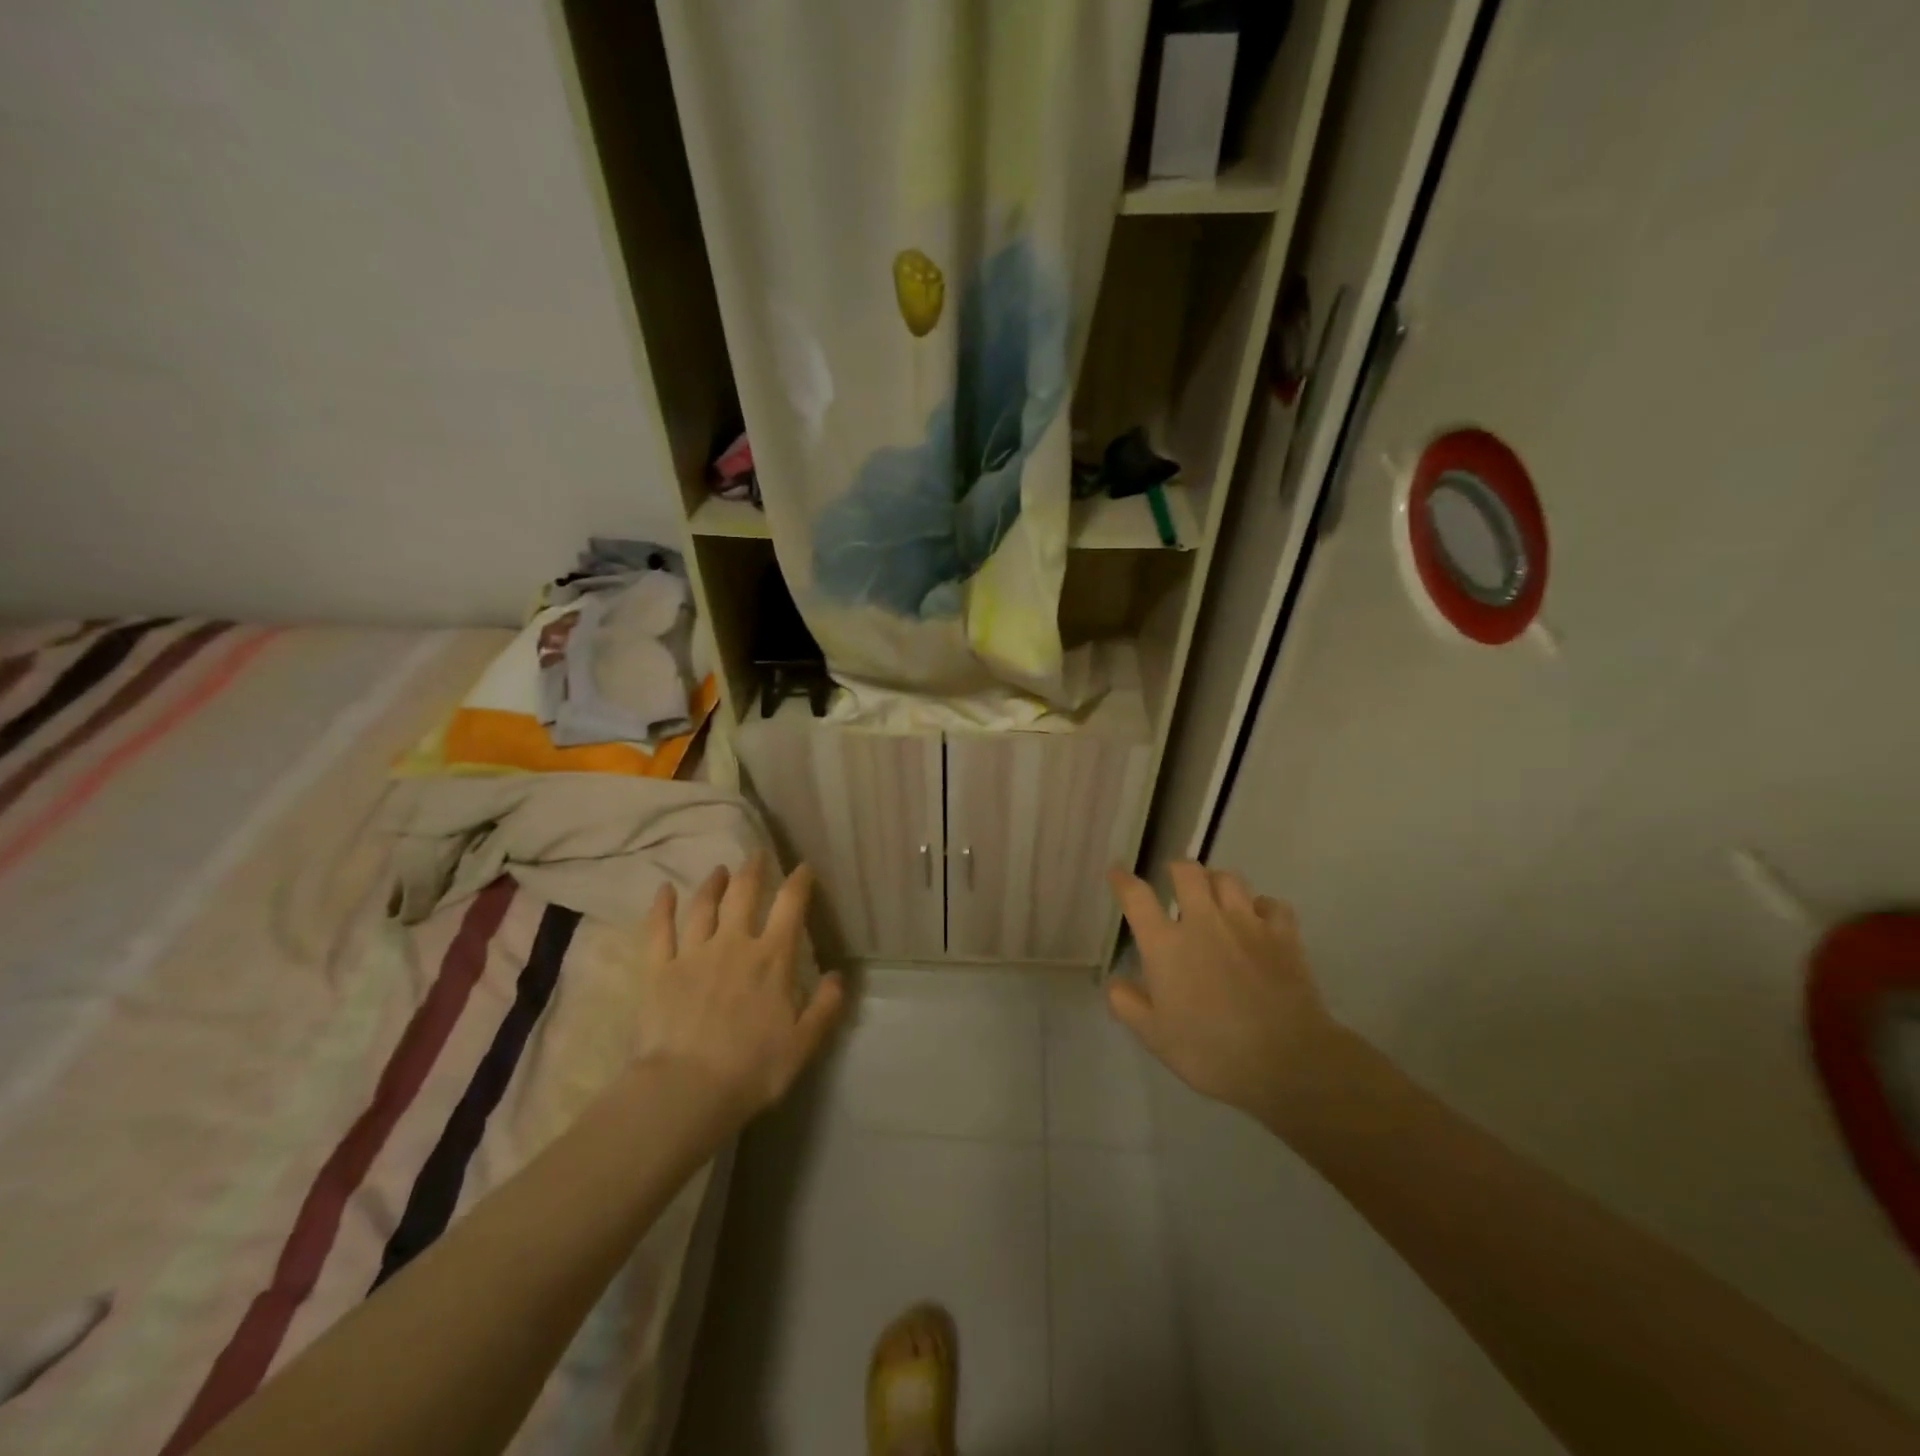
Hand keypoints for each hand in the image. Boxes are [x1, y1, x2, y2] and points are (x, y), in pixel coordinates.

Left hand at [634, 854, 844, 1127]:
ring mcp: (692, 954)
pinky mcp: (657, 970)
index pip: (790, 907)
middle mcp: (733, 944)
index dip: (798, 882)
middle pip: (744, 895)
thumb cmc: (752, 1069)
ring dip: (713, 884)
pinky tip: (664, 891)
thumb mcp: (803, 1044)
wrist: (686, 1090)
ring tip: (719, 870)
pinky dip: (661, 907)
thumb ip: (825, 1006)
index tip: (802, 867)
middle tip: (757, 854)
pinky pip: (658, 930)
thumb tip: (838, 976)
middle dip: (753, 871)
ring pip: (703, 906)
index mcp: (771, 959)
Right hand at [1106, 862, 1347, 1133]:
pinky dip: (1262, 906)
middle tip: (1174, 880)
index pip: (1136, 897)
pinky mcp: (1283, 935)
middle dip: (1176, 869)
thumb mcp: (1154, 1036)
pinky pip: (1271, 904)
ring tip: (1214, 894)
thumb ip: (1127, 1005)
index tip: (1117, 872)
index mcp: (1165, 944)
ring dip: (1216, 881)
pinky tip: (1259, 918)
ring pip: (1228, 878)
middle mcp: (1203, 922)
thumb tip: (1114, 982)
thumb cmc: (1210, 1051)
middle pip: (1187, 872)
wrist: (1286, 1060)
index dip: (1123, 880)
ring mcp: (1246, 924)